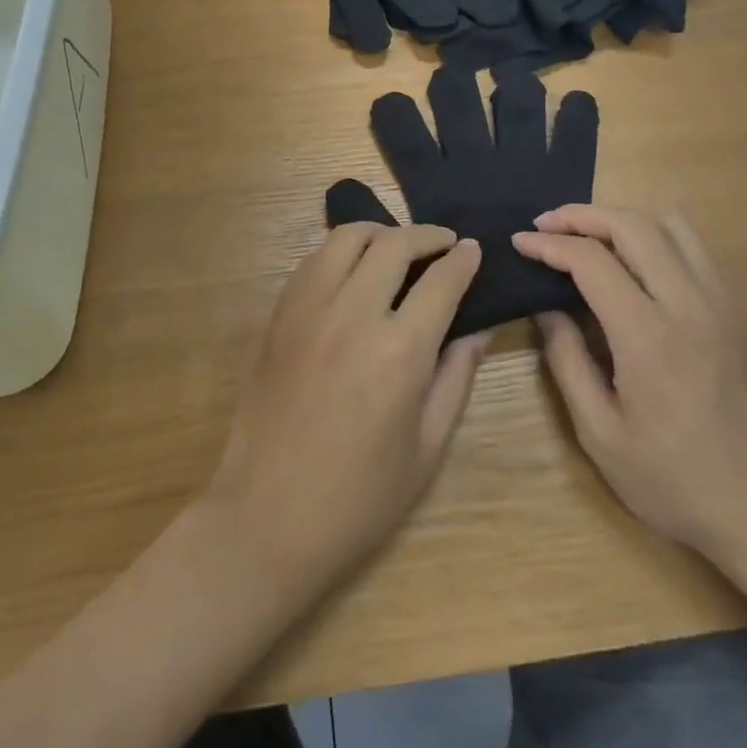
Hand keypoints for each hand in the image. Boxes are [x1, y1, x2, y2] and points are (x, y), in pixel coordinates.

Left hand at [204, 223, 486, 598]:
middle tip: (445, 244)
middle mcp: (353, 314)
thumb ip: (456, 377)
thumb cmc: (360, 496)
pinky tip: (353, 269)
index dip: (464, 260)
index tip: (475, 250)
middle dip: (428, 235)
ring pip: (347, 238)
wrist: (268, 516)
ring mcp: (308, 309)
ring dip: (381, 232)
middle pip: (394, 244)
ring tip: (398, 247)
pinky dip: (341, 251)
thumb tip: (478, 328)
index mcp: (399, 351)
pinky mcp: (279, 315)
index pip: (441, 281)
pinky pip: (313, 260)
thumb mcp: (427, 447)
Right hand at [512, 205, 746, 564]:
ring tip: (592, 237)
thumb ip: (568, 362)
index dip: (548, 244)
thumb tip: (546, 310)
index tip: (519, 242)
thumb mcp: (601, 434)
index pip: (591, 260)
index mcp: (649, 336)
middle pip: (634, 225)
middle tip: (547, 224)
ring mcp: (727, 306)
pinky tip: (640, 267)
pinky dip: (661, 240)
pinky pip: (700, 253)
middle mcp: (692, 305)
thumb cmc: (677, 483)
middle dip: (582, 215)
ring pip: (675, 227)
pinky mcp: (746, 316)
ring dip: (625, 220)